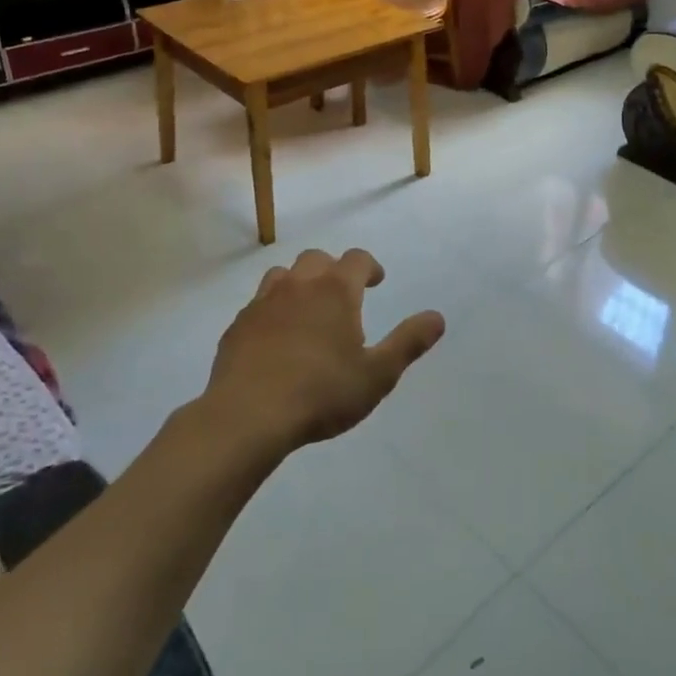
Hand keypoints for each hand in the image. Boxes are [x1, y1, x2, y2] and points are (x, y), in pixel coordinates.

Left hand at [202, 248, 445, 454]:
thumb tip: (437, 317)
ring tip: (308, 311)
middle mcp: (298, 285)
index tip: (376, 281)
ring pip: (283, 275)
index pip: (357, 259)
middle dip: (334, 270)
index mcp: (335, 291)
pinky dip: (273, 310)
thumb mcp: (378, 374)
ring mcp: (263, 303)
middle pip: (317, 259)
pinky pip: (258, 304)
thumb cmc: (322, 393)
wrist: (248, 415)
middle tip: (344, 296)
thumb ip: (409, 342)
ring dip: (299, 284)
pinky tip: (276, 338)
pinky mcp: (237, 325)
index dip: (370, 266)